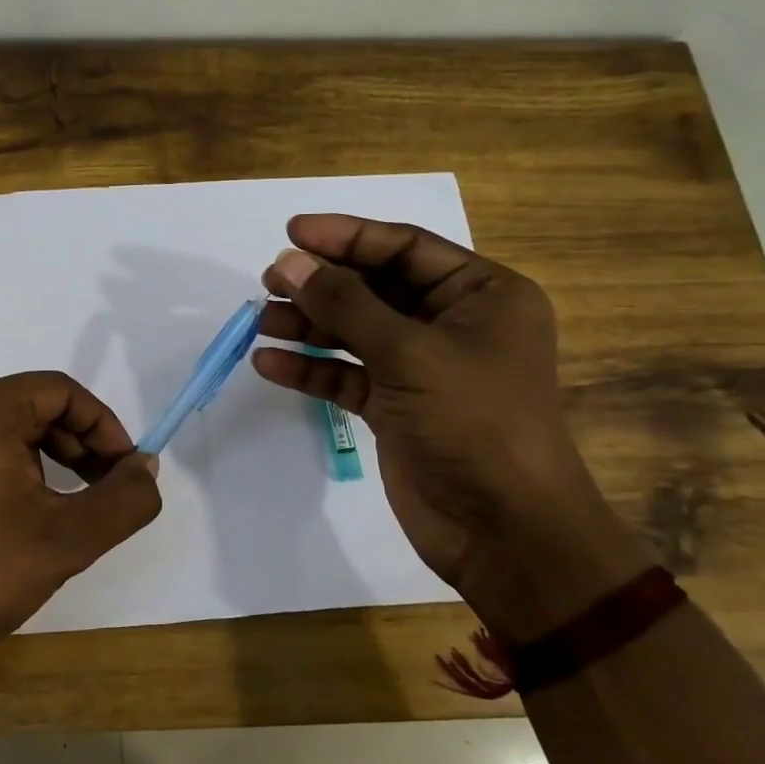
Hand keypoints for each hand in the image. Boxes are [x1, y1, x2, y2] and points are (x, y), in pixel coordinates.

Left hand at [0, 372, 161, 682]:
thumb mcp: (69, 539)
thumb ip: (125, 499)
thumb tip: (146, 468)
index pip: (60, 391)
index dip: (103, 426)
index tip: (125, 470)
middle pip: (31, 405)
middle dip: (76, 444)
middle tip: (103, 489)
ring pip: (2, 425)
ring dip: (45, 456)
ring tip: (67, 503)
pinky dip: (8, 464)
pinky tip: (22, 507)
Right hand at [252, 214, 646, 639]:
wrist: (504, 530)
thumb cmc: (473, 422)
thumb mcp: (408, 352)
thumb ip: (344, 304)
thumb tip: (287, 262)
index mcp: (481, 295)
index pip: (405, 248)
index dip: (346, 237)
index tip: (291, 233)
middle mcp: (453, 325)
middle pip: (375, 288)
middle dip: (321, 284)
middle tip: (268, 281)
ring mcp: (423, 369)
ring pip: (356, 333)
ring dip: (308, 326)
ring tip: (260, 322)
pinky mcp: (397, 408)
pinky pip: (347, 376)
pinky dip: (312, 370)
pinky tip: (270, 364)